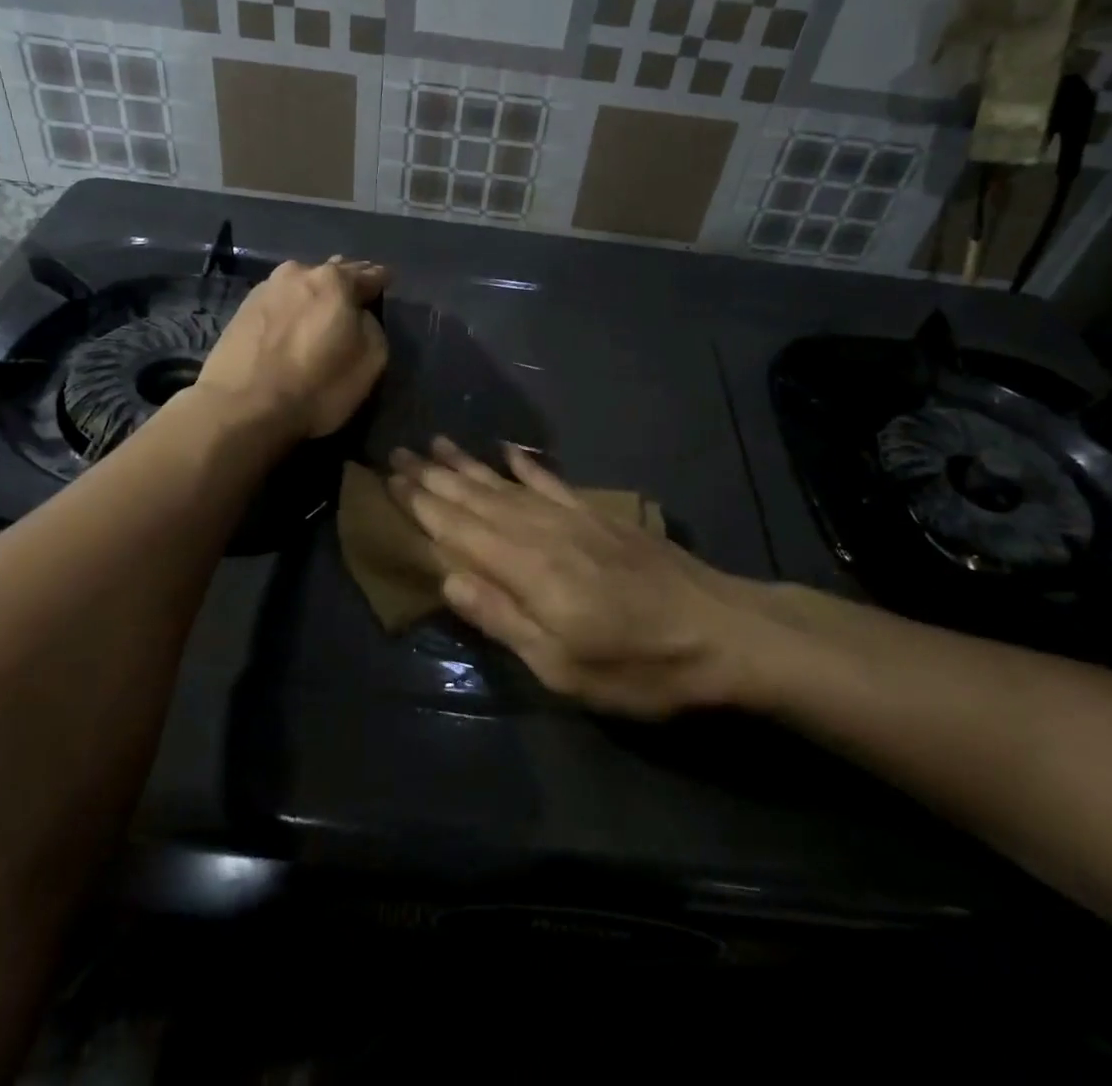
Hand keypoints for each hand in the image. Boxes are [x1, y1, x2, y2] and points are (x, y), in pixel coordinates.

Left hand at [196, 256, 388, 439]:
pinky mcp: (242, 309)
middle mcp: (299, 273)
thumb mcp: (371, 362)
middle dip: (347, 282)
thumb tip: (359, 317)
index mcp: (335, 281)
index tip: (387, 281)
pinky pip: (280, 300)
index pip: (369, 274)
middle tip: (357, 294)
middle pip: (332, 272)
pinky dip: (292, 307)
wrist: (242, 407)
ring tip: (322, 309)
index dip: (381, 280)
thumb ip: (372, 328)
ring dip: (315, 293)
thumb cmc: (317, 386)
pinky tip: (293, 321)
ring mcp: (266, 288)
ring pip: (302, 284)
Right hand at [387, 439, 769, 716]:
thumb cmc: (638, 666)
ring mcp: (573, 518)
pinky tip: (508, 451)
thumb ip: (502, 619)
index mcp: (527, 570)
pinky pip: (552, 482)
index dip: (422, 505)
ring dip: (469, 465)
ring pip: (507, 485)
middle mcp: (542, 532)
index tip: (390, 479)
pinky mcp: (599, 516)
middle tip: (398, 452)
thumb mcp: (563, 667)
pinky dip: (526, 465)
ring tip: (437, 443)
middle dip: (434, 477)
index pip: (459, 530)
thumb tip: (446, 580)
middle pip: (477, 499)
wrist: (721, 631)